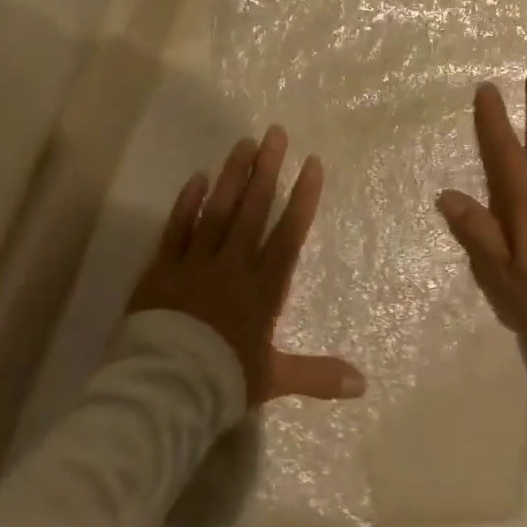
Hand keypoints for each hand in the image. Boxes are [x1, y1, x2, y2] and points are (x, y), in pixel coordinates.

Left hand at [129, 127, 365, 407]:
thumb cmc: (222, 383)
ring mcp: (195, 263)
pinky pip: (176, 229)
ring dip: (232, 176)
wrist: (163, 392)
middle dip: (267, 170)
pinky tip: (197, 178)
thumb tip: (363, 385)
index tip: (312, 164)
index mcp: (262, 289)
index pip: (288, 234)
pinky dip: (187, 203)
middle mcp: (232, 266)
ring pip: (217, 211)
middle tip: (275, 134)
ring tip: (244, 143)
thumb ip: (317, 375)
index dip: (302, 198)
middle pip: (253, 210)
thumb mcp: (274, 380)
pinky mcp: (162, 269)